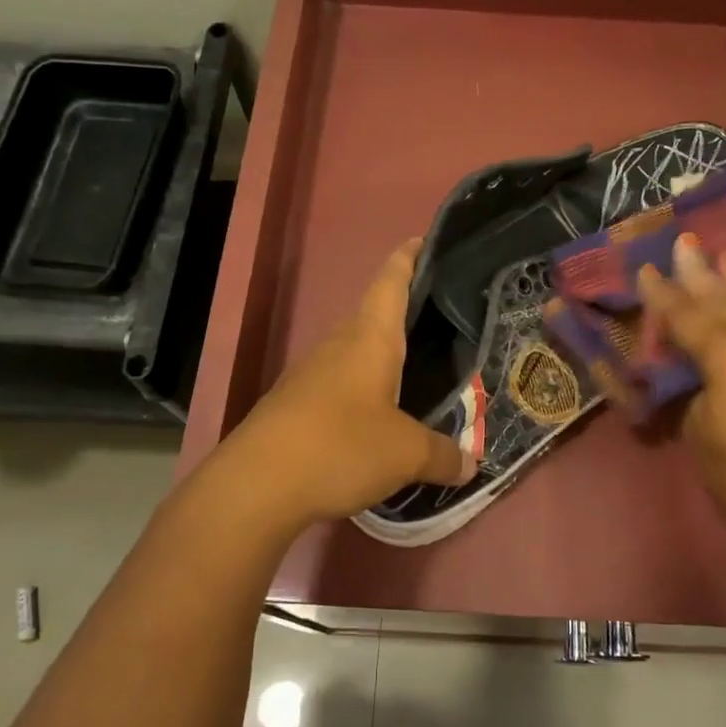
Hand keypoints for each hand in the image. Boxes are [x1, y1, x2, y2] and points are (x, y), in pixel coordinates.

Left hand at [232, 239, 475, 525]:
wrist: (254, 486)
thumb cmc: (339, 447)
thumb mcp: (405, 454)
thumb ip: (442, 455)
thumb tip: (471, 463)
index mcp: (370, 339)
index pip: (390, 282)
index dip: (408, 258)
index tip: (424, 240)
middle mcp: (338, 345)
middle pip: (373, 315)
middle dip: (403, 312)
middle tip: (441, 321)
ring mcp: (310, 374)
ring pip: (354, 351)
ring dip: (382, 355)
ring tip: (417, 369)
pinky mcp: (295, 404)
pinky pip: (339, 383)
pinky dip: (363, 389)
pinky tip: (377, 414)